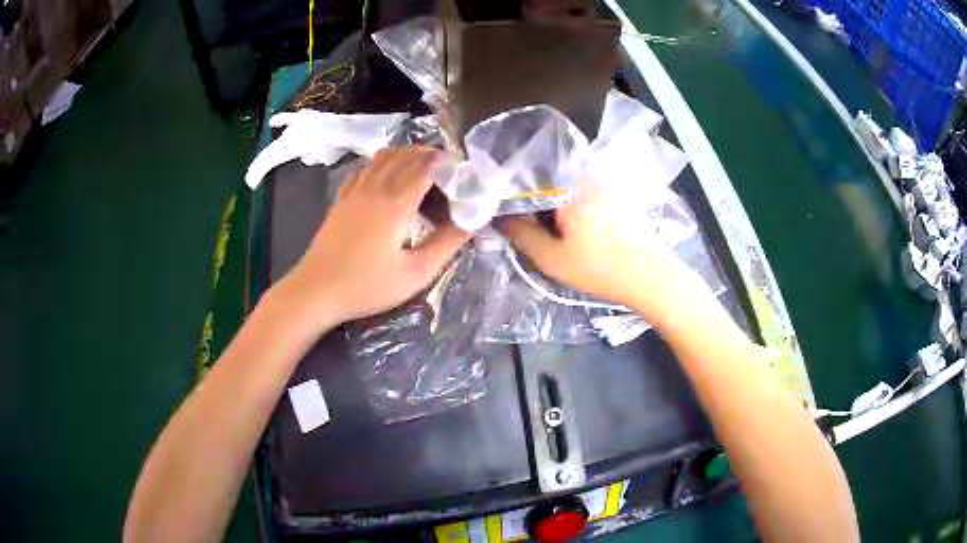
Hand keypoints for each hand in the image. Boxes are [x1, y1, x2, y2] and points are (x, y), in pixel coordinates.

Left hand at [274, 146, 471, 333]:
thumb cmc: (367, 286)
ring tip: (421, 174)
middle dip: (430, 156)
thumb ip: (446, 244)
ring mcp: (354, 191)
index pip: (426, 165)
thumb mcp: (415, 273)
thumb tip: (471, 221)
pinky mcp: (341, 199)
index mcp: (396, 202)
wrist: (316, 291)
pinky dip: (381, 165)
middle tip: (447, 174)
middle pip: (405, 154)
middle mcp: (375, 187)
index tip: (463, 172)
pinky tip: (386, 182)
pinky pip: (364, 168)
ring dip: (406, 156)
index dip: (447, 163)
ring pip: (383, 156)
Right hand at [497, 181, 692, 315]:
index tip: (501, 215)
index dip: (508, 196)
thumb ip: (520, 234)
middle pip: (544, 179)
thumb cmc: (600, 269)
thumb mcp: (552, 258)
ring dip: (550, 203)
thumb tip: (497, 217)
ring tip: (544, 227)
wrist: (652, 276)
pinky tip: (570, 227)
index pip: (524, 179)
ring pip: (563, 185)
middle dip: (530, 199)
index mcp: (567, 185)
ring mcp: (602, 181)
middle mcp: (585, 175)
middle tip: (522, 225)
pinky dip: (569, 204)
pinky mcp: (614, 192)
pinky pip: (581, 190)